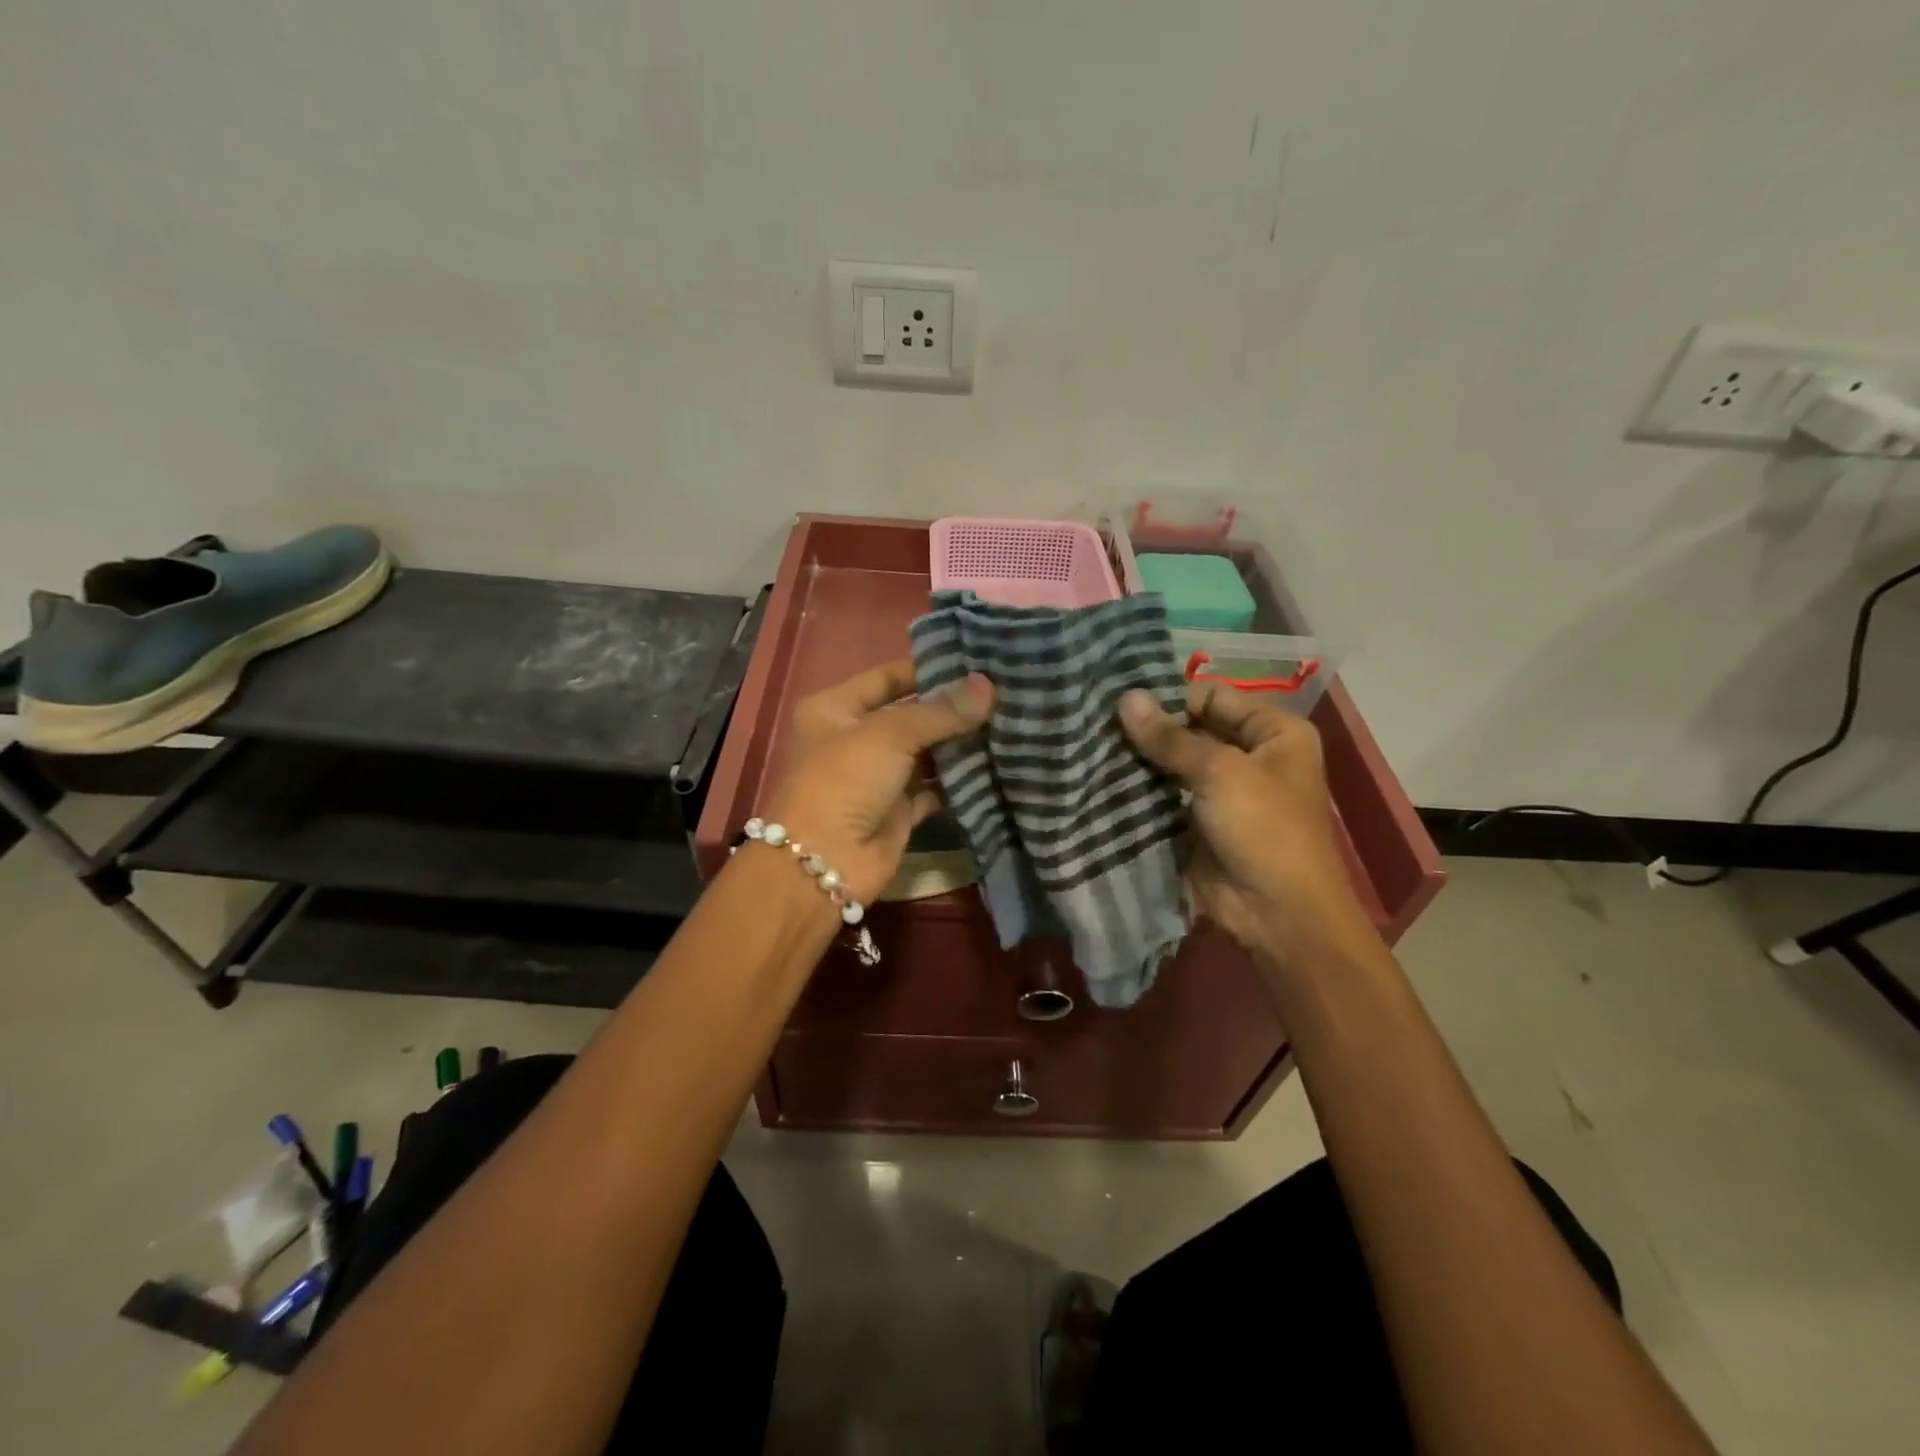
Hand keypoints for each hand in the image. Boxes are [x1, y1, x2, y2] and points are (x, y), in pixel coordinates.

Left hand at [765, 658, 993, 904]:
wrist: (825, 861)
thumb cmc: (845, 780)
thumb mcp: (890, 733)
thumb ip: (941, 711)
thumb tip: (988, 687)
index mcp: (835, 708)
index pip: (887, 677)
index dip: (927, 669)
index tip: (975, 662)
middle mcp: (856, 739)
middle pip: (911, 715)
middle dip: (952, 709)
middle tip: (1003, 693)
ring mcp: (878, 777)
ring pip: (927, 753)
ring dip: (961, 744)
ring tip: (1008, 723)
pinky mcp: (899, 811)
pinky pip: (936, 788)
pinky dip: (961, 781)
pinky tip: (996, 764)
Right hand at [1119, 683, 1372, 967]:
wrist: (1277, 914)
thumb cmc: (1264, 829)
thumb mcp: (1221, 773)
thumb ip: (1171, 737)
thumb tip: (1125, 698)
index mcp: (1273, 732)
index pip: (1212, 696)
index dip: (1171, 698)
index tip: (1121, 703)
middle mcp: (1249, 755)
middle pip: (1191, 728)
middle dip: (1149, 730)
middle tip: (1096, 724)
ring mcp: (1221, 791)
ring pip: (1172, 764)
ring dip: (1139, 760)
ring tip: (1091, 748)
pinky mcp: (1196, 822)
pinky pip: (1163, 796)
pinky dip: (1138, 790)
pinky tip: (1101, 779)